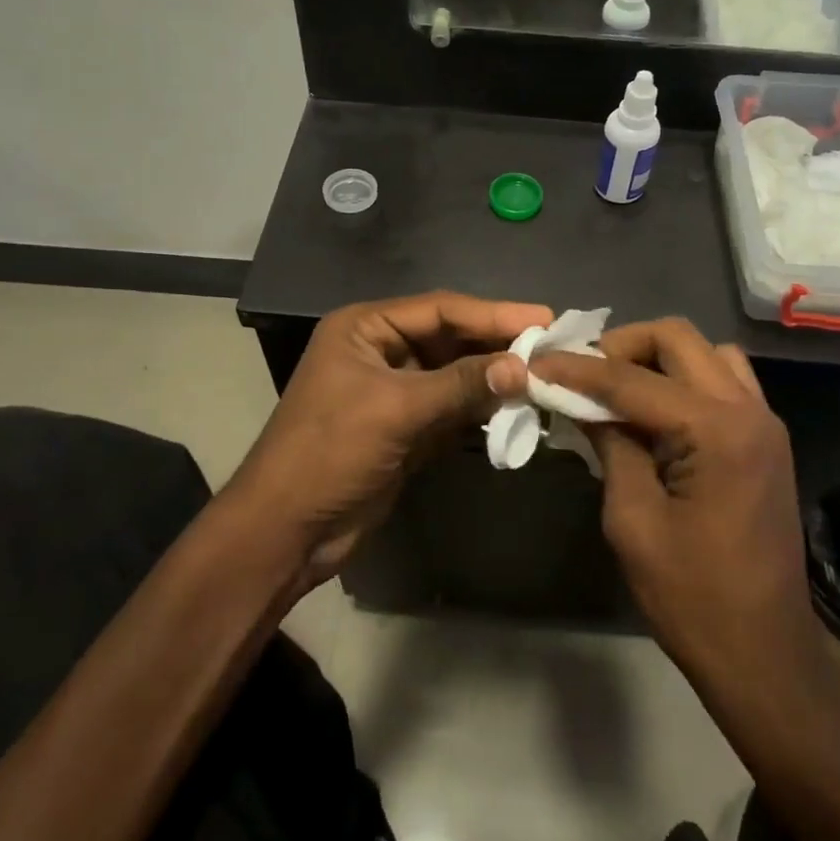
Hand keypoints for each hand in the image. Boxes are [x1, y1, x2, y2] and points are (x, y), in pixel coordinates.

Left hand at [233, 292, 551, 582]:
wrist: (287, 531)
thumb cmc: (330, 453)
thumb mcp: (396, 410)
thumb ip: (461, 384)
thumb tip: (524, 367)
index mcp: (365, 328)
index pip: (440, 309)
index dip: (493, 314)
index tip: (544, 319)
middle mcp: (380, 350)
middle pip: (450, 338)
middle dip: (497, 344)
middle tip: (552, 347)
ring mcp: (394, 390)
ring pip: (455, 373)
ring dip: (493, 377)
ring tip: (544, 376)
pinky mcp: (406, 427)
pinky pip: (452, 407)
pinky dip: (481, 408)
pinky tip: (517, 407)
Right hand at [529, 318, 830, 699]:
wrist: (765, 652)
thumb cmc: (692, 596)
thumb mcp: (633, 519)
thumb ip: (610, 445)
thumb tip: (580, 401)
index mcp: (716, 431)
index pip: (632, 379)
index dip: (577, 369)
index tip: (536, 363)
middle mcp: (748, 410)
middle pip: (678, 338)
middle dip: (622, 346)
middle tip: (582, 376)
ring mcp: (764, 422)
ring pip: (707, 352)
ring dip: (658, 358)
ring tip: (619, 390)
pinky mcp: (766, 439)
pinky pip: (725, 381)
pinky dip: (686, 380)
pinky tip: (657, 413)